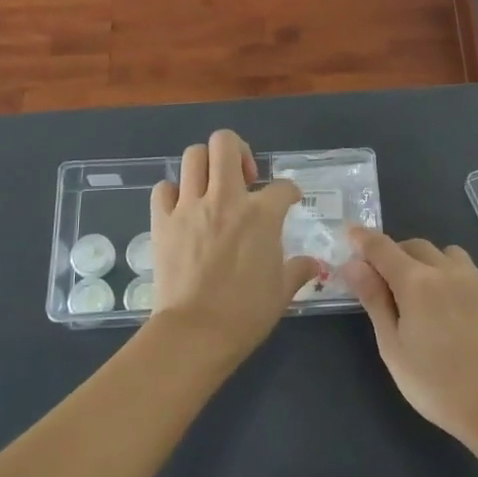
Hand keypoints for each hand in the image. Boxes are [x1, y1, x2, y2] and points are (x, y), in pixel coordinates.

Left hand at [147, 129, 320, 357]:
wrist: (196, 332)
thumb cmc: (246, 313)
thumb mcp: (282, 291)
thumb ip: (299, 270)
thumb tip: (315, 265)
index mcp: (262, 214)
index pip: (283, 186)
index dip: (290, 191)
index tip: (290, 200)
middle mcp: (225, 199)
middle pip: (225, 144)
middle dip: (238, 151)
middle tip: (244, 176)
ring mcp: (190, 207)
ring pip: (193, 156)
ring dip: (206, 165)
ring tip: (213, 186)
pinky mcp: (162, 221)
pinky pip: (164, 189)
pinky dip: (173, 192)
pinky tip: (183, 208)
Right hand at [342, 228, 477, 444]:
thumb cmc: (436, 384)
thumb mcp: (393, 347)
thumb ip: (374, 300)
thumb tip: (353, 265)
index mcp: (415, 282)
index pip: (381, 248)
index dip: (362, 238)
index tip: (349, 233)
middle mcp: (445, 270)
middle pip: (413, 245)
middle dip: (393, 254)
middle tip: (382, 280)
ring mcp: (474, 279)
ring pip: (443, 253)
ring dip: (425, 261)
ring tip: (420, 291)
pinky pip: (465, 268)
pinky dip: (448, 272)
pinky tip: (449, 303)